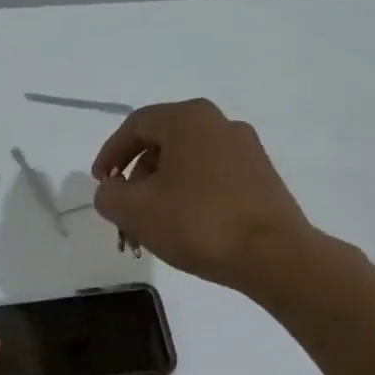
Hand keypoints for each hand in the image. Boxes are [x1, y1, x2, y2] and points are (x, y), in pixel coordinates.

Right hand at [91, 99, 322, 292]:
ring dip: (161, 191)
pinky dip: (188, 196)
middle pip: (162, 144)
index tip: (101, 183)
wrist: (273, 254)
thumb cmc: (197, 223)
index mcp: (188, 119)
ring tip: (150, 228)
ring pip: (187, 163)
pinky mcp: (261, 177)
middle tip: (124, 211)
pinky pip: (211, 178)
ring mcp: (246, 149)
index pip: (135, 126)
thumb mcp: (134, 210)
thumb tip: (113, 190)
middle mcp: (219, 124)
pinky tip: (183, 228)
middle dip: (136, 178)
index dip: (110, 154)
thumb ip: (109, 194)